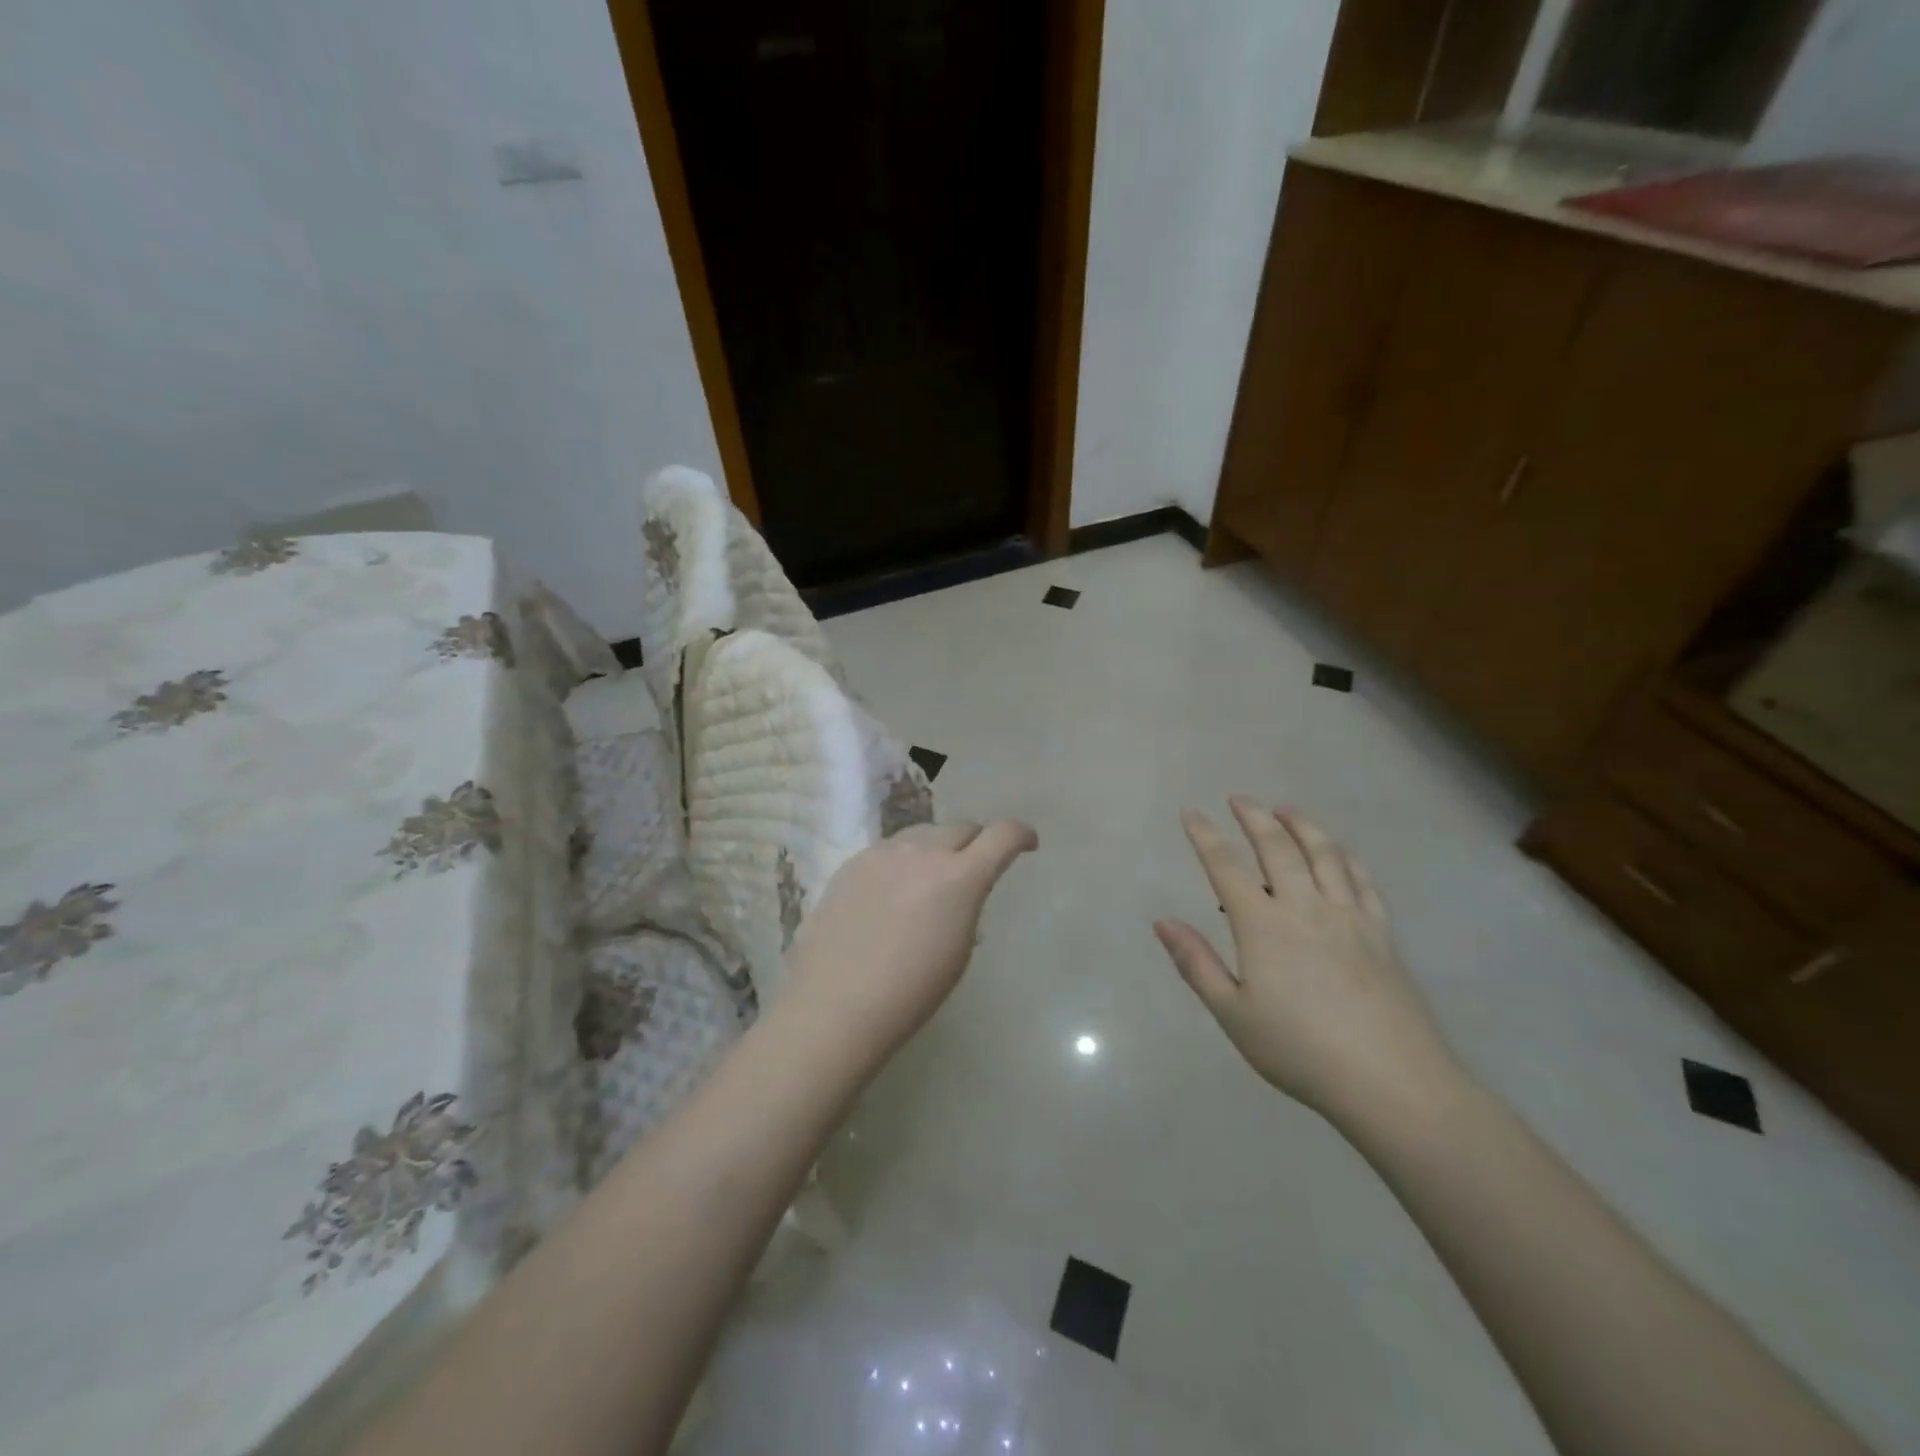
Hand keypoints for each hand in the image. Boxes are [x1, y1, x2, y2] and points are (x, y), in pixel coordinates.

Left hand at [780, 820, 1038, 1066]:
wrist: (835, 1004)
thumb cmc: (910, 993)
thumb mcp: (958, 951)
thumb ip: (967, 906)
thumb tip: (961, 893)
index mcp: (959, 877)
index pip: (1002, 835)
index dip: (1020, 835)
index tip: (1027, 844)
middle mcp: (923, 852)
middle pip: (961, 827)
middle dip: (976, 842)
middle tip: (974, 865)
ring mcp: (883, 853)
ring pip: (922, 833)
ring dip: (936, 848)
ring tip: (929, 879)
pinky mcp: (852, 862)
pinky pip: (889, 849)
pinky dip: (902, 860)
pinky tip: (891, 891)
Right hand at [1154, 799, 1462, 1123]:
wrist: (1392, 1082)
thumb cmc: (1300, 1050)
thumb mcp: (1233, 1014)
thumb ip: (1196, 963)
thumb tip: (1162, 921)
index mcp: (1263, 926)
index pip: (1226, 867)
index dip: (1205, 836)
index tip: (1190, 813)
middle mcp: (1305, 907)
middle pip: (1277, 847)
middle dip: (1254, 817)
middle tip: (1239, 799)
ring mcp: (1349, 916)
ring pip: (1324, 854)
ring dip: (1301, 825)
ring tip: (1285, 810)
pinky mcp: (1381, 933)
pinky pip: (1363, 880)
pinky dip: (1346, 857)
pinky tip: (1340, 852)